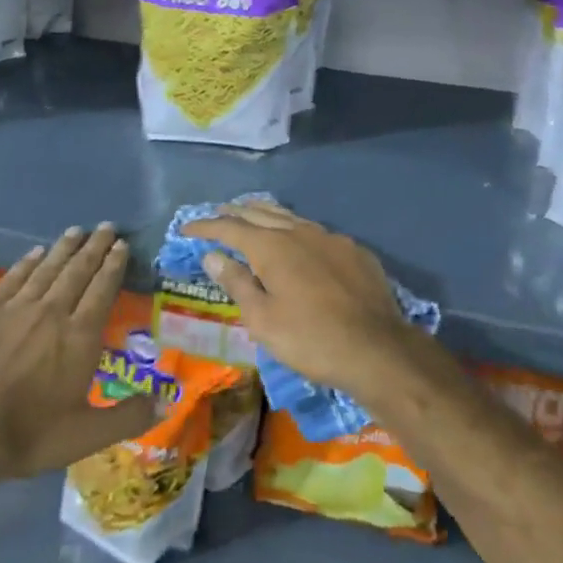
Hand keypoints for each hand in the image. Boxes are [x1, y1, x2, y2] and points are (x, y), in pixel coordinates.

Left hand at [0, 226, 153, 481]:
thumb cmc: (28, 435)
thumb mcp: (86, 436)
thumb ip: (129, 417)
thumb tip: (167, 401)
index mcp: (80, 337)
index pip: (102, 290)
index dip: (113, 265)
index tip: (121, 244)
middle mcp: (53, 312)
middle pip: (78, 271)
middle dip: (94, 247)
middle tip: (106, 226)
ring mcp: (17, 308)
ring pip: (47, 268)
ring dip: (64, 248)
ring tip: (77, 230)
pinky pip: (13, 278)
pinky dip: (28, 262)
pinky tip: (35, 252)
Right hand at [182, 200, 416, 401]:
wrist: (377, 349)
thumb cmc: (310, 339)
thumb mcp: (263, 319)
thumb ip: (237, 283)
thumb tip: (213, 255)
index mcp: (272, 247)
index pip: (230, 228)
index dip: (206, 227)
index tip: (186, 229)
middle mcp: (299, 232)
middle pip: (260, 213)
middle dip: (235, 212)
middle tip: (217, 214)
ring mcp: (330, 238)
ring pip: (290, 217)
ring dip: (266, 214)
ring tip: (252, 214)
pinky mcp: (354, 250)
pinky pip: (316, 231)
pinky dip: (296, 230)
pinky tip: (298, 240)